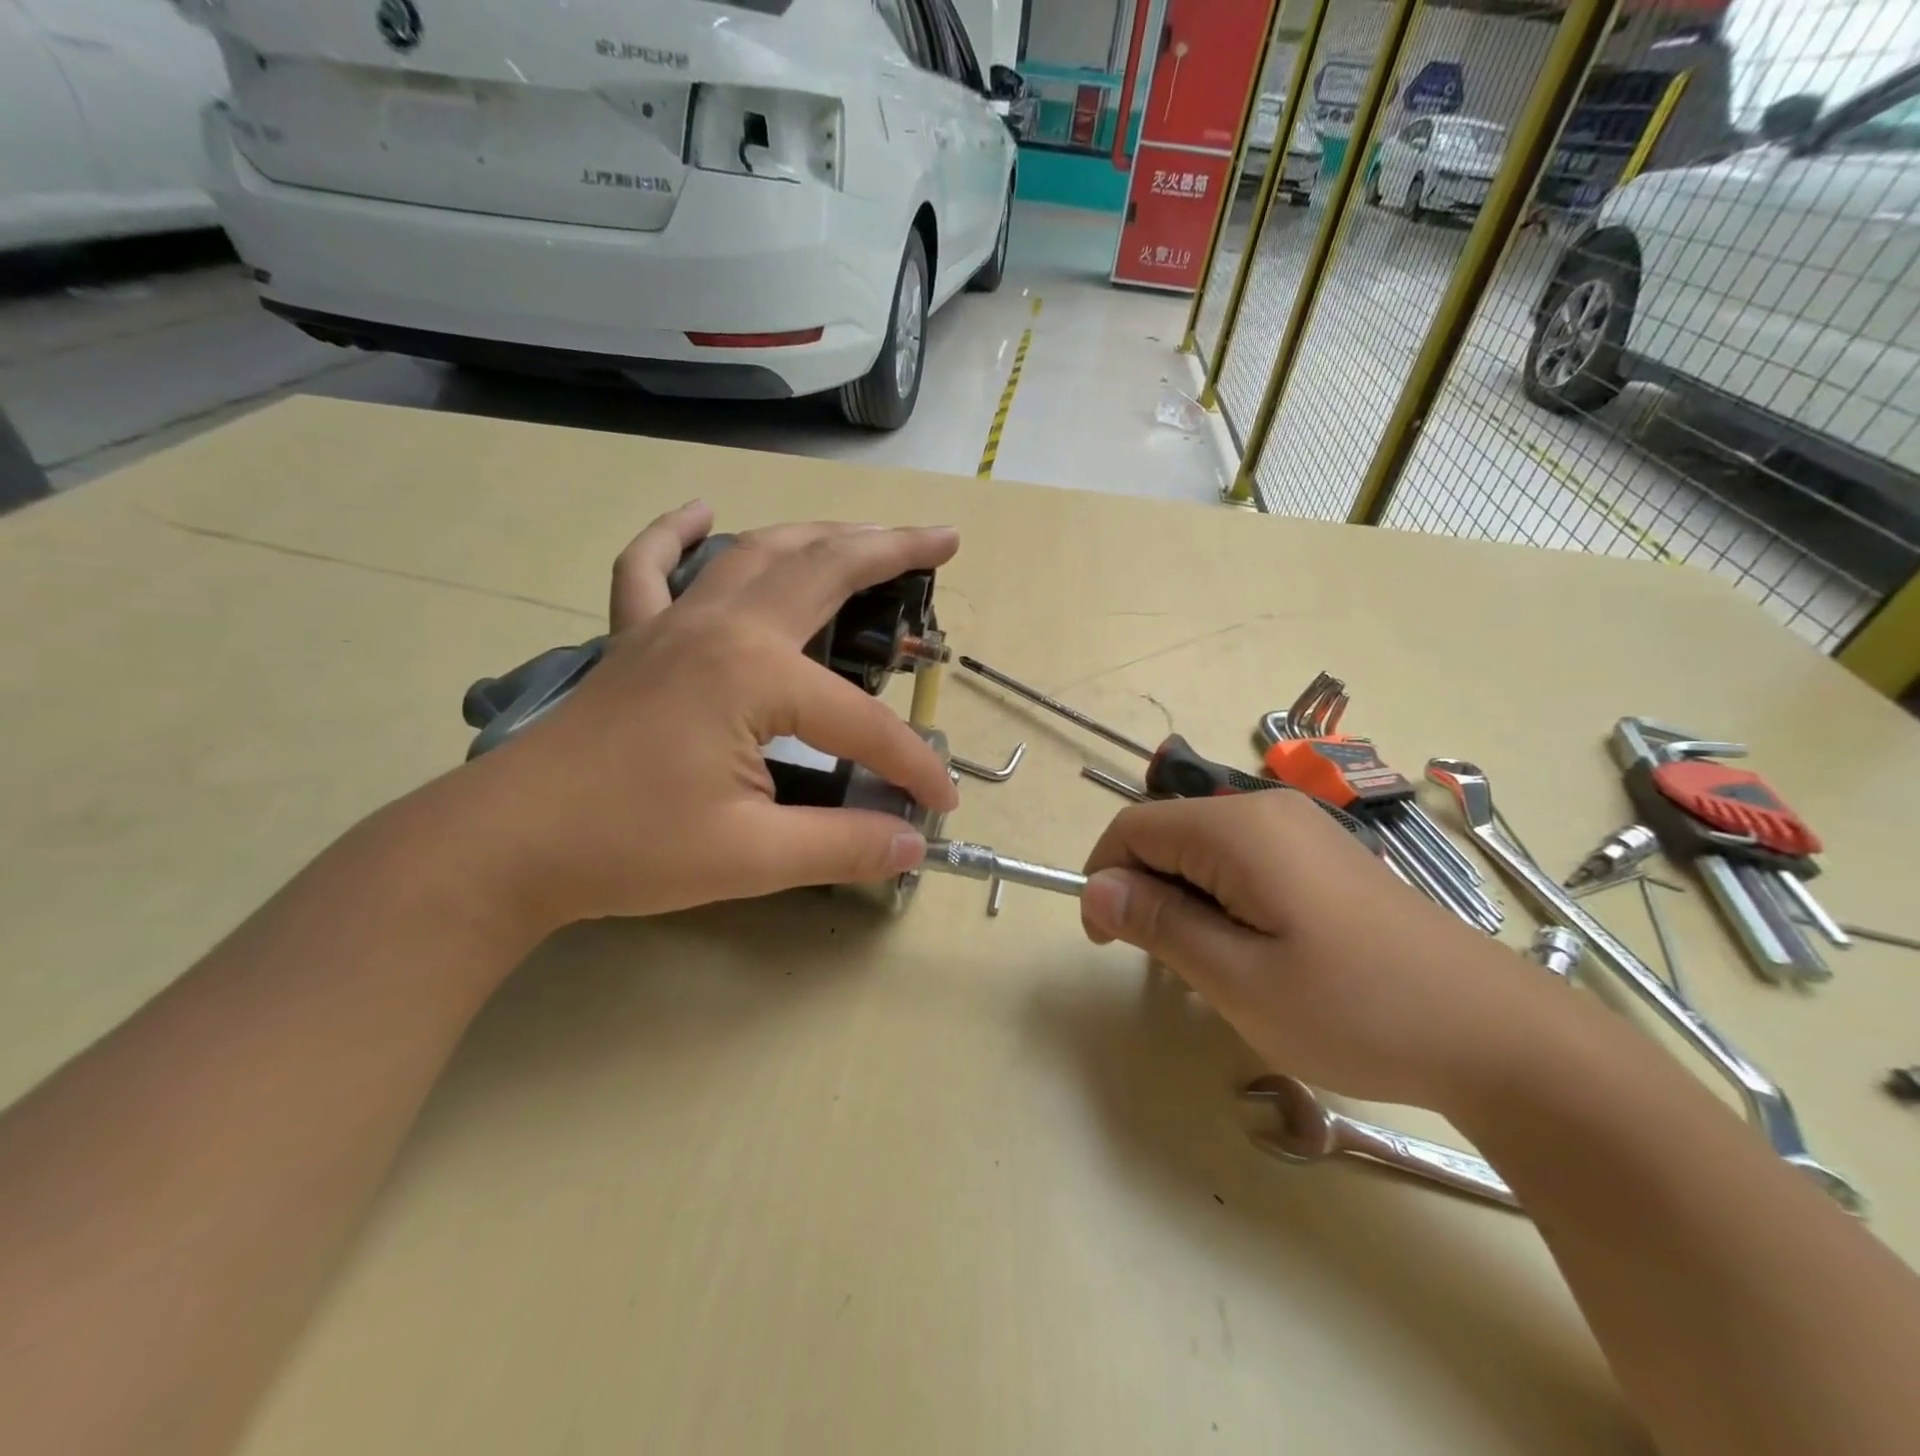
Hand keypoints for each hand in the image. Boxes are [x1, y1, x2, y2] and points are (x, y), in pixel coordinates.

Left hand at [461, 503, 960, 929]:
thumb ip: (841, 844)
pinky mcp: (633, 640)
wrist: (505, 846)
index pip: (861, 722)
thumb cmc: (628, 847)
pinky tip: (700, 511)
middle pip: (822, 571)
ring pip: (756, 554)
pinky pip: (651, 567)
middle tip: (943, 539)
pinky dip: (676, 534)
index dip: (909, 763)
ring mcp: (671, 624)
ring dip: (818, 533)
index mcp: (754, 675)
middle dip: (891, 551)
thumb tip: (912, 844)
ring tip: (865, 531)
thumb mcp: (751, 858)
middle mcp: (721, 627)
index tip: (940, 803)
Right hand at [1078, 792, 1551, 1108]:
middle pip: (1167, 834)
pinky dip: (1224, 900)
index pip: (1133, 828)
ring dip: (1186, 902)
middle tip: (1173, 967)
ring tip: (1219, 967)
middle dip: (1148, 892)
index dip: (1105, 879)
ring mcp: (1301, 830)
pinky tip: (1259, 952)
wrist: (1496, 1035)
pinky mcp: (1322, 856)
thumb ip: (1158, 923)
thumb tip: (1093, 890)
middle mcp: (1266, 811)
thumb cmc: (1355, 1009)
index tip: (1110, 943)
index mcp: (1238, 828)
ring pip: (1203, 851)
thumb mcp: (1237, 978)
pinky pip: (1243, 862)